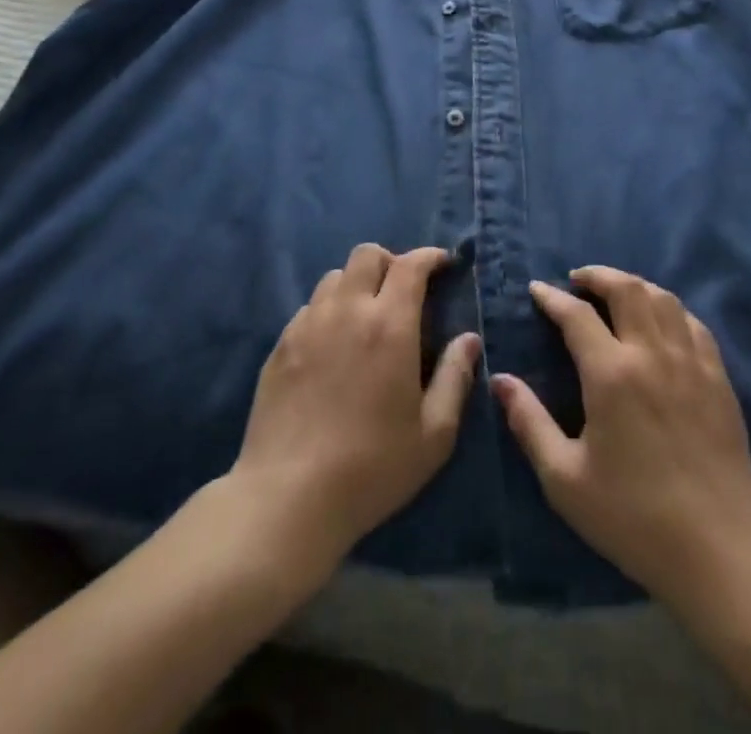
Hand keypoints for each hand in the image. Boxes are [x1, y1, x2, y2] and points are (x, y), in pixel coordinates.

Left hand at [232, 244, 480, 564]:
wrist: (288, 497)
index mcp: (389, 324)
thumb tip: (469, 339)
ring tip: (366, 317)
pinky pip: (310, 307)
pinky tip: (333, 346)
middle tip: (403, 292)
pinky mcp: (280, 344)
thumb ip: (455, 378)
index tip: (443, 265)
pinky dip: (329, 310)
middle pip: (367, 254)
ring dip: (357, 284)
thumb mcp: (433, 434)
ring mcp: (308, 324)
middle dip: (391, 262)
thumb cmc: (371, 467)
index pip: (411, 265)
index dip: (430, 256)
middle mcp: (347, 310)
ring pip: (335, 277)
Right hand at [491, 267, 750, 608]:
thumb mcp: (564, 479)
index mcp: (612, 375)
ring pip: (663, 298)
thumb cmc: (633, 518)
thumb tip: (500, 381)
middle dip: (597, 275)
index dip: (552, 298)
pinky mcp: (719, 379)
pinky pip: (694, 324)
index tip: (537, 290)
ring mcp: (692, 363)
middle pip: (626, 288)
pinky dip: (671, 309)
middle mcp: (652, 354)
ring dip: (634, 285)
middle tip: (577, 279)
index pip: (576, 315)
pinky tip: (661, 321)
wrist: (719, 552)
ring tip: (615, 292)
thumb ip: (529, 423)